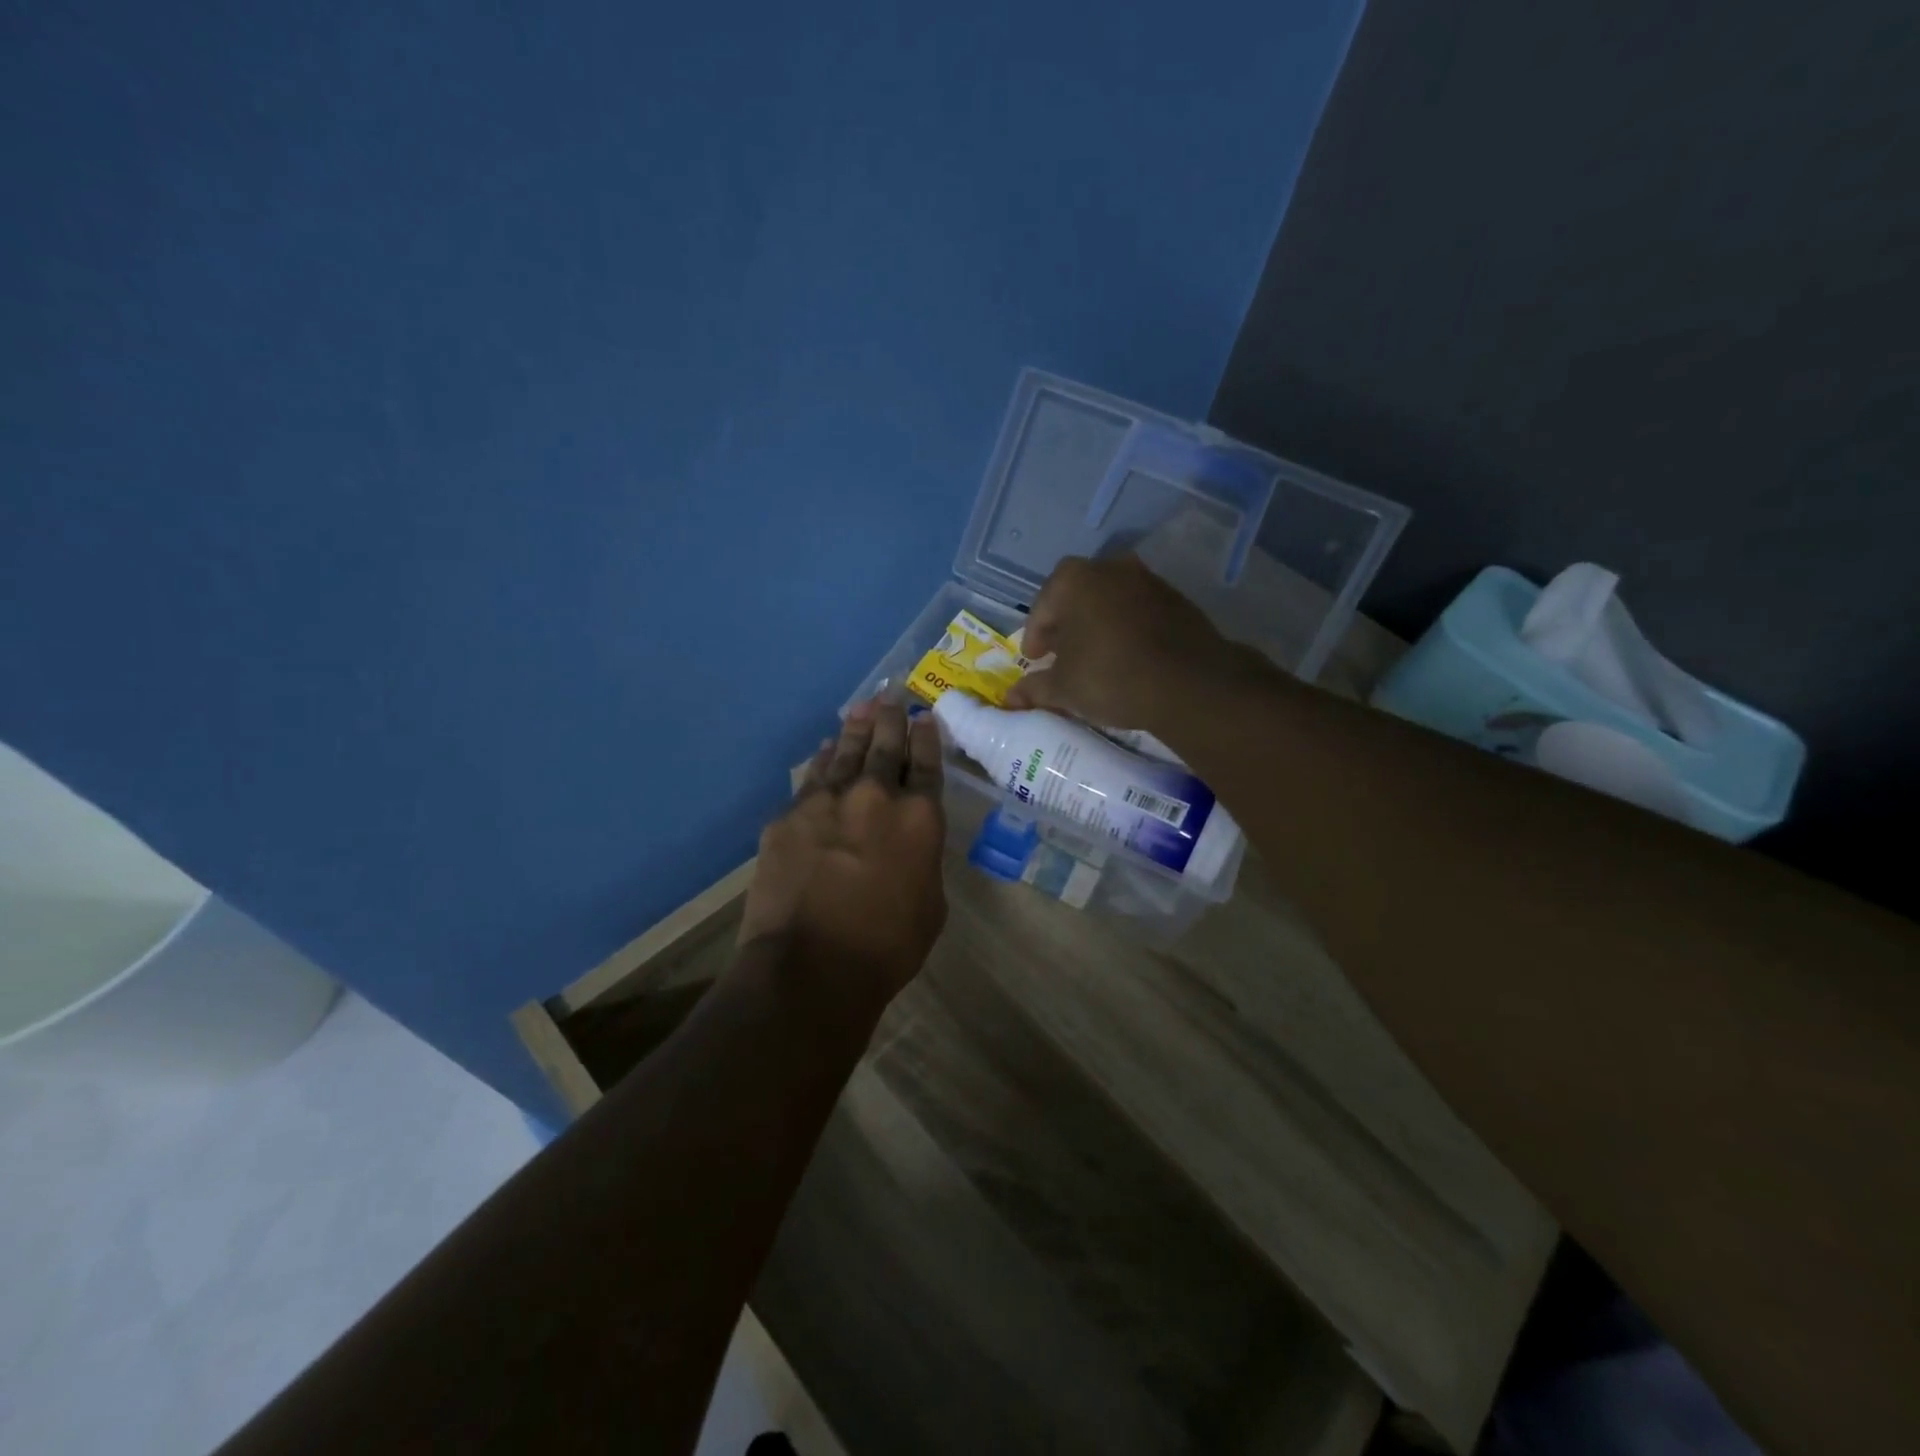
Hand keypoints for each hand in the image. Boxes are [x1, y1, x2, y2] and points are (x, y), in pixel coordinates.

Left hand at [739, 698, 947, 1007]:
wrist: (810, 966)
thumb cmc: (886, 947)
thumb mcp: (930, 905)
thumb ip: (923, 861)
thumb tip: (909, 844)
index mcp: (920, 818)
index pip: (926, 764)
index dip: (927, 737)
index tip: (924, 716)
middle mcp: (875, 797)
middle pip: (885, 745)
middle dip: (891, 718)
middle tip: (891, 694)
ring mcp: (827, 801)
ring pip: (846, 752)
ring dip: (855, 728)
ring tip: (861, 708)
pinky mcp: (789, 816)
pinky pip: (812, 778)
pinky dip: (822, 761)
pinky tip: (825, 750)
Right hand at [1004, 555, 1249, 729]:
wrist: (1189, 684)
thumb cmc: (1110, 677)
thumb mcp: (1063, 688)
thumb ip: (1034, 688)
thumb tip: (1010, 699)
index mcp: (1073, 580)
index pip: (1042, 608)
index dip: (1034, 637)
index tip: (1034, 659)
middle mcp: (1110, 568)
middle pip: (1076, 597)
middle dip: (1065, 625)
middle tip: (1060, 656)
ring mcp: (1148, 580)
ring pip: (1109, 601)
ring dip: (1097, 624)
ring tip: (1094, 657)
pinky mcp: (1177, 600)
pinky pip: (1138, 611)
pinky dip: (1126, 628)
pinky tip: (1127, 657)